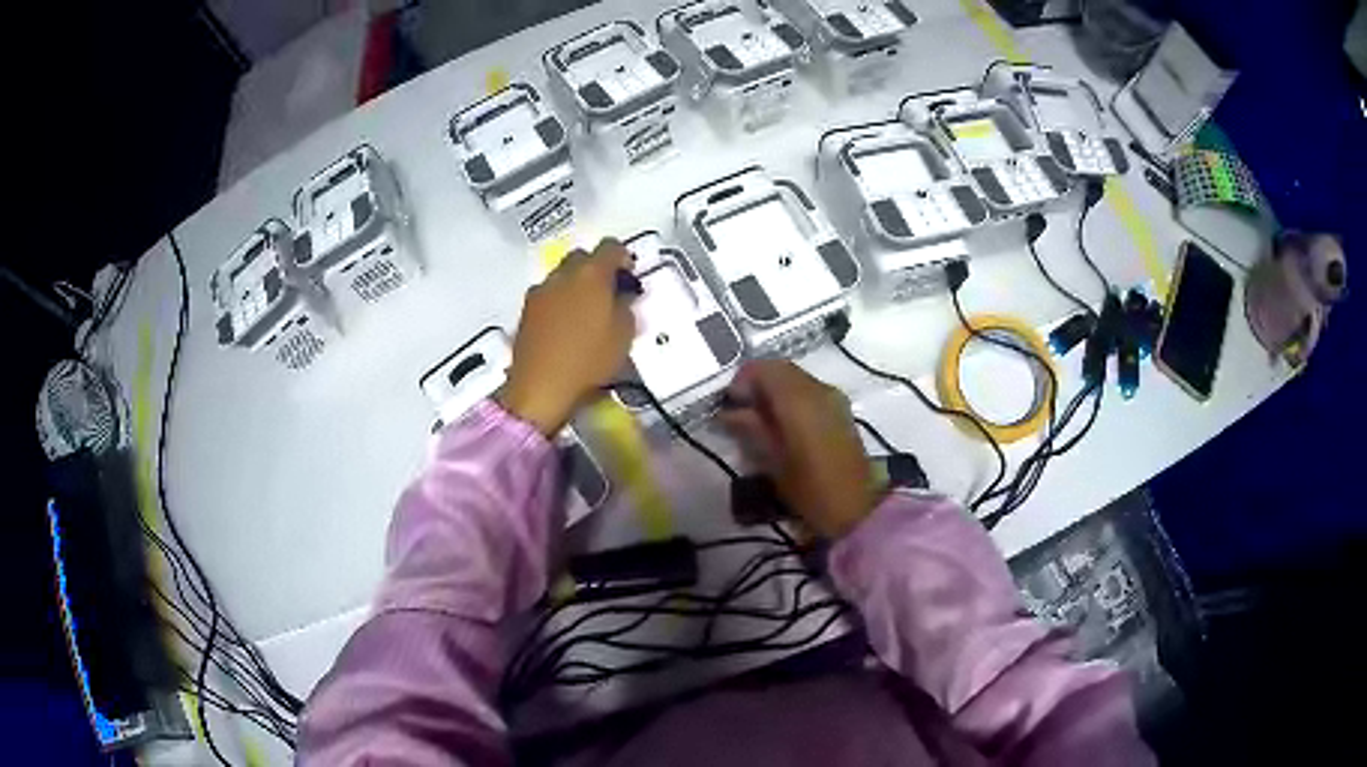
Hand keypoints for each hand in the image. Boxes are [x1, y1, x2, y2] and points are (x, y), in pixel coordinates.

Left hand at [498, 239, 636, 435]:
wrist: (541, 387)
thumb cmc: (589, 360)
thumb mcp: (624, 335)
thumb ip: (626, 306)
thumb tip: (620, 296)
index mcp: (591, 274)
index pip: (611, 247)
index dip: (623, 258)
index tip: (628, 277)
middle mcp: (563, 274)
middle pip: (583, 257)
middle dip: (596, 269)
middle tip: (607, 294)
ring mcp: (540, 291)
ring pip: (562, 275)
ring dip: (575, 285)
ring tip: (584, 314)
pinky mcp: (526, 310)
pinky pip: (548, 295)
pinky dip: (559, 302)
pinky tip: (565, 327)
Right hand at [720, 360, 883, 539]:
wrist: (856, 509)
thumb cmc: (809, 489)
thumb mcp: (772, 461)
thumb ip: (749, 428)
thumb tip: (728, 412)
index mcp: (799, 398)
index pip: (763, 368)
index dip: (741, 381)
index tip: (728, 404)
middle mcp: (818, 389)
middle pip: (781, 369)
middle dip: (757, 384)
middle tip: (739, 410)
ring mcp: (833, 398)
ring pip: (795, 379)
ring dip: (774, 391)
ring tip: (758, 420)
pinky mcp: (841, 410)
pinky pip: (809, 391)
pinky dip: (790, 399)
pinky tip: (782, 425)